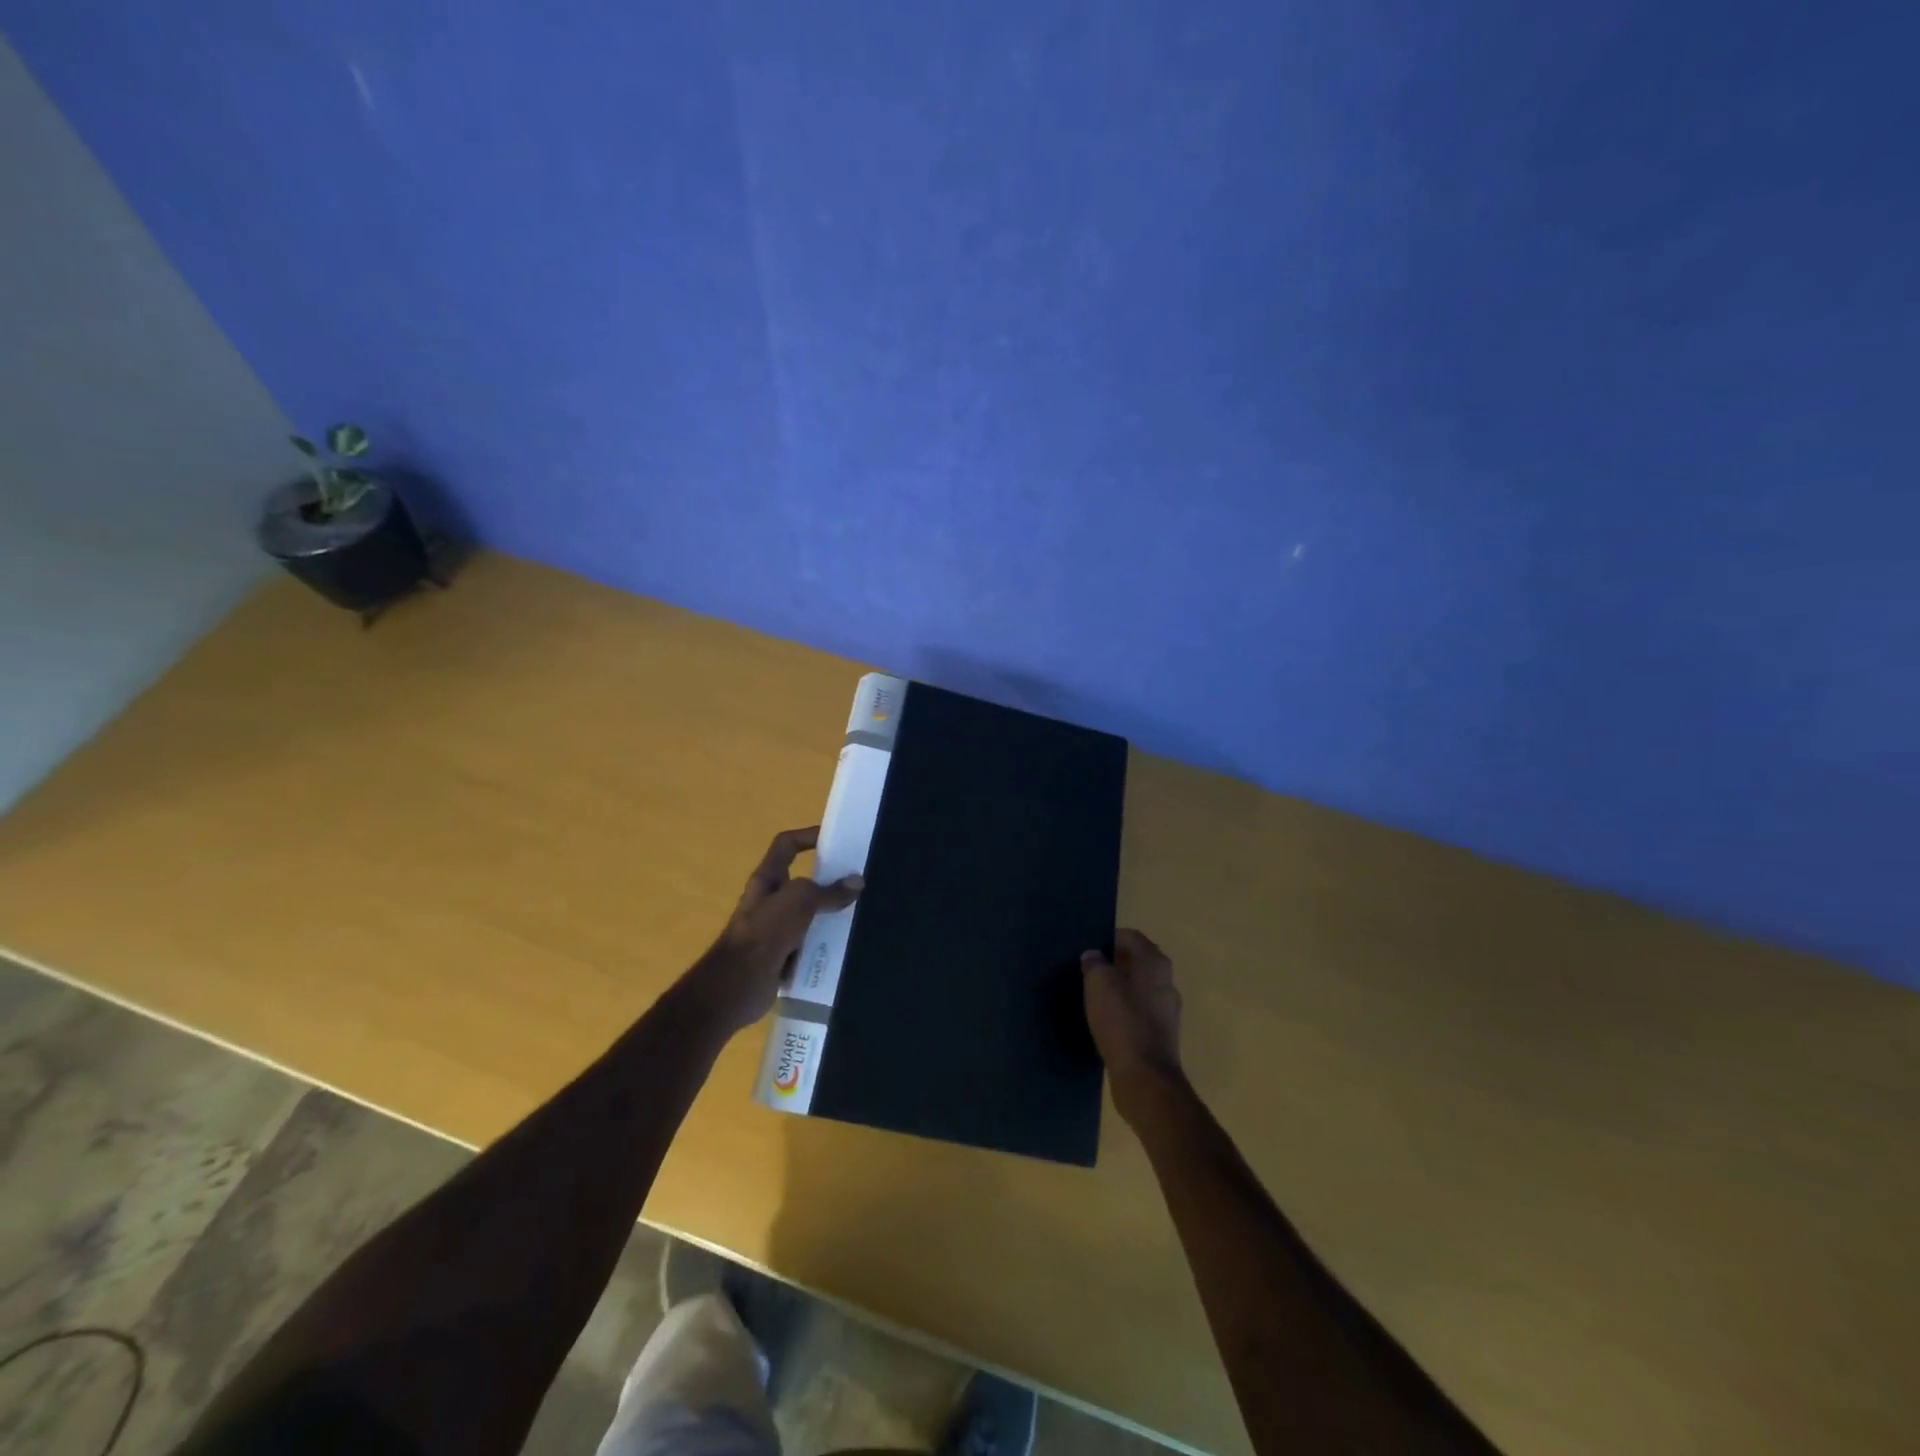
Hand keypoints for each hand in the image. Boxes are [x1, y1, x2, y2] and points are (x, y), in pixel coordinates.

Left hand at [693, 827, 862, 1032]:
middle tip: (858, 880)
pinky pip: (809, 943)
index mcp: (767, 879)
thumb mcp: (799, 902)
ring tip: (860, 912)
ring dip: (830, 915)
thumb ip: (828, 892)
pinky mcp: (782, 955)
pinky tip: (847, 945)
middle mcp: (769, 901)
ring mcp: (775, 929)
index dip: (808, 836)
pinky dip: (825, 943)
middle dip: (828, 880)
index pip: (786, 845)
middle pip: (802, 881)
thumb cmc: (764, 933)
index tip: (836, 838)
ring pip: (809, 914)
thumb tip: (857, 882)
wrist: (737, 985)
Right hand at [1082, 930, 1183, 1107]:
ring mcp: (1167, 1010)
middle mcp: (1166, 981)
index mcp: (1155, 963)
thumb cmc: (1122, 1021)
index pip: (1131, 936)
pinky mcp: (1161, 1034)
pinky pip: (1140, 1011)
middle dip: (1114, 962)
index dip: (1108, 937)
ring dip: (1119, 987)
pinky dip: (1124, 1009)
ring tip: (1093, 994)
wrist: (1145, 1077)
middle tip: (1087, 969)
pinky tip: (1106, 1019)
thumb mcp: (1099, 984)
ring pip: (1139, 987)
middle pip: (1138, 961)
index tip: (1088, 947)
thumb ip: (1094, 964)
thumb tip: (1094, 955)